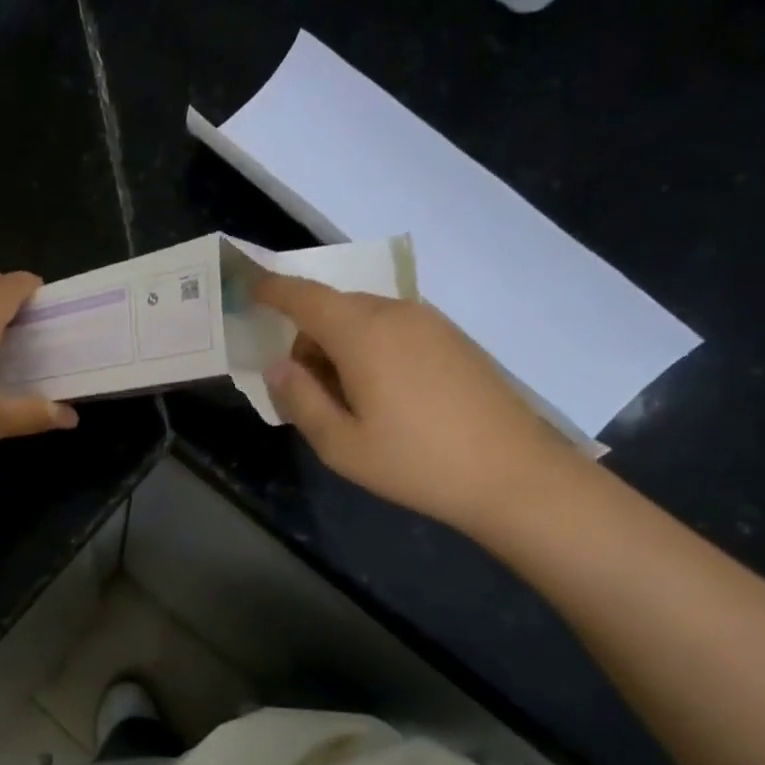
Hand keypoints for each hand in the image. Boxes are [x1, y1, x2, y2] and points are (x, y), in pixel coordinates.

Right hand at [255, 275, 576, 535]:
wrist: (514, 475)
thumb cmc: (416, 462)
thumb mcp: (340, 443)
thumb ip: (299, 398)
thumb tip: (279, 365)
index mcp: (362, 334)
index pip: (305, 296)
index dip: (273, 289)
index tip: (249, 288)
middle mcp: (396, 314)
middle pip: (334, 308)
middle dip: (308, 337)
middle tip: (306, 390)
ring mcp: (431, 324)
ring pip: (365, 319)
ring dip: (341, 345)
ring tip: (348, 401)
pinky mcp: (454, 340)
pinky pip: (395, 329)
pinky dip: (372, 348)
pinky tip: (386, 397)